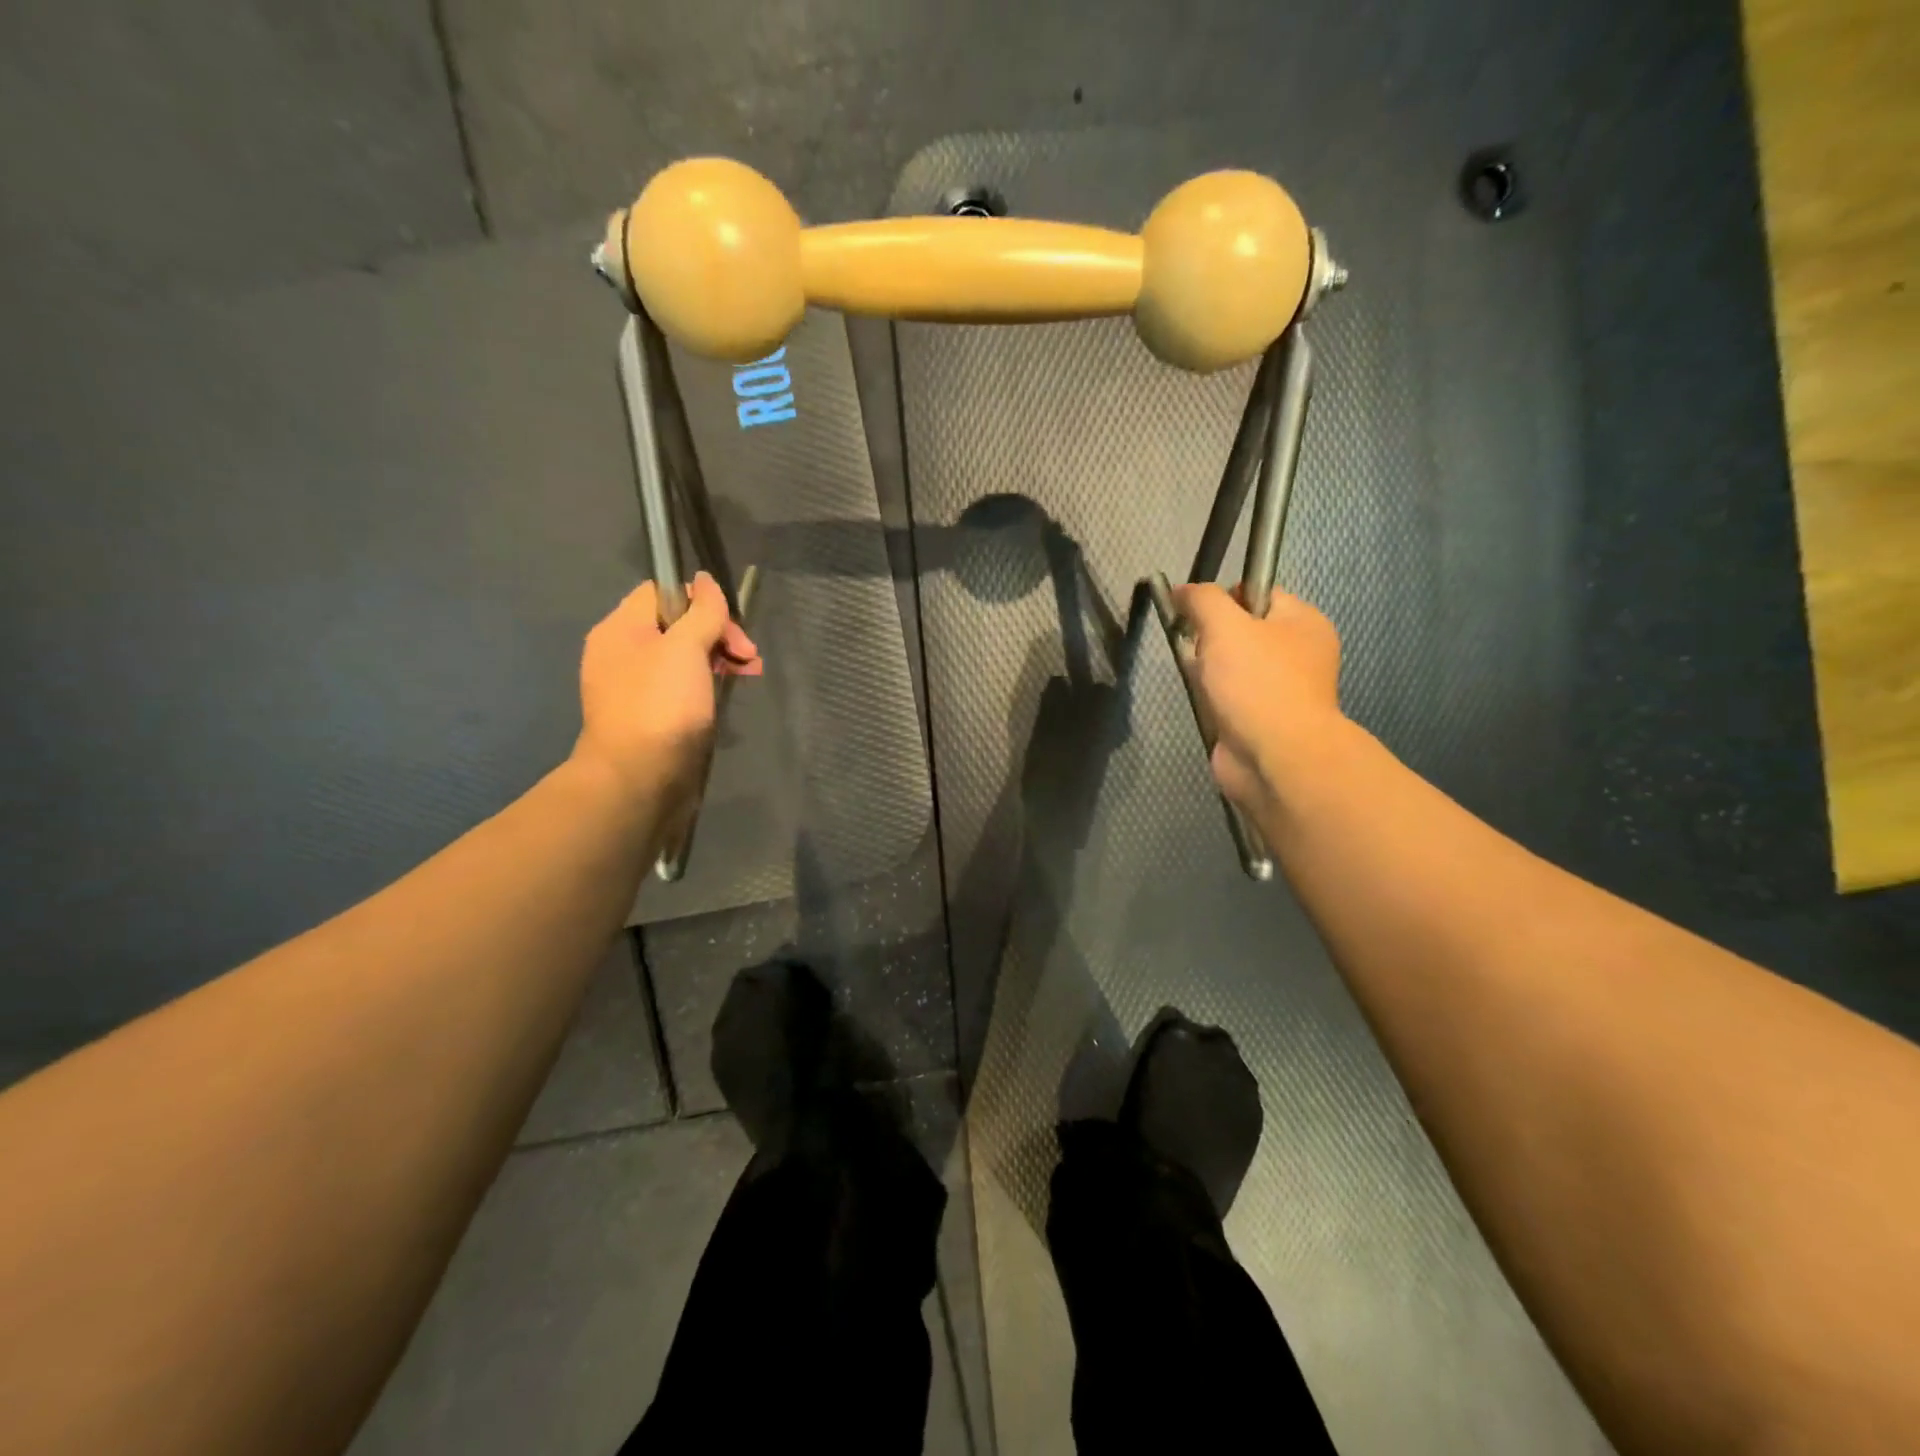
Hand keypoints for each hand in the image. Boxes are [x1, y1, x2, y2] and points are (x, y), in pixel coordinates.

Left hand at [572, 572, 761, 805]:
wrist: (638, 779)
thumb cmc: (661, 706)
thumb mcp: (685, 648)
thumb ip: (701, 611)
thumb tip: (706, 581)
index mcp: (620, 628)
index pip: (662, 592)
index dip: (701, 601)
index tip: (730, 627)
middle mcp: (621, 653)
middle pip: (675, 625)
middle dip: (717, 635)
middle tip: (748, 658)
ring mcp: (633, 687)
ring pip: (681, 658)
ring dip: (716, 661)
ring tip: (745, 677)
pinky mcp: (648, 716)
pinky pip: (678, 688)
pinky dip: (703, 687)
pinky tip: (721, 699)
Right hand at [1171, 582, 1343, 815]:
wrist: (1274, 758)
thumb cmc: (1256, 682)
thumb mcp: (1224, 625)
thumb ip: (1201, 599)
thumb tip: (1182, 591)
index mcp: (1303, 622)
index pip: (1258, 592)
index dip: (1223, 598)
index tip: (1197, 615)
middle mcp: (1298, 653)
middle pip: (1241, 630)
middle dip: (1211, 638)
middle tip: (1198, 651)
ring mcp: (1281, 689)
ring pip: (1231, 665)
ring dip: (1208, 670)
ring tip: (1200, 681)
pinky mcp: (1262, 719)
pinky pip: (1229, 696)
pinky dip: (1213, 698)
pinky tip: (1205, 703)